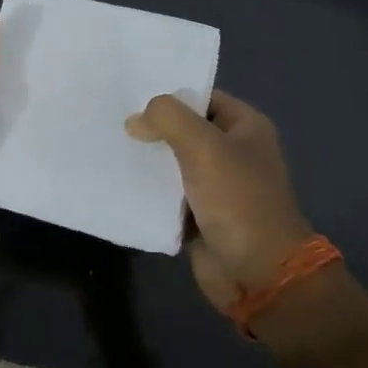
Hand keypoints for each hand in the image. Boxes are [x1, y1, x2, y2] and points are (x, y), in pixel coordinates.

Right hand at [126, 90, 313, 310]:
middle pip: (184, 128)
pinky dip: (147, 188)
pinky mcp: (199, 214)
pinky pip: (167, 192)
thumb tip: (136, 121)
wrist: (259, 275)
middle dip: (152, 126)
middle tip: (112, 118)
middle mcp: (232, 152)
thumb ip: (168, 119)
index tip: (131, 92)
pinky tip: (117, 178)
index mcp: (246, 127)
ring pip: (173, 161)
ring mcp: (216, 185)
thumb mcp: (204, 147)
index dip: (170, 94)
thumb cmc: (239, 201)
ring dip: (146, 157)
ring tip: (108, 144)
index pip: (202, 97)